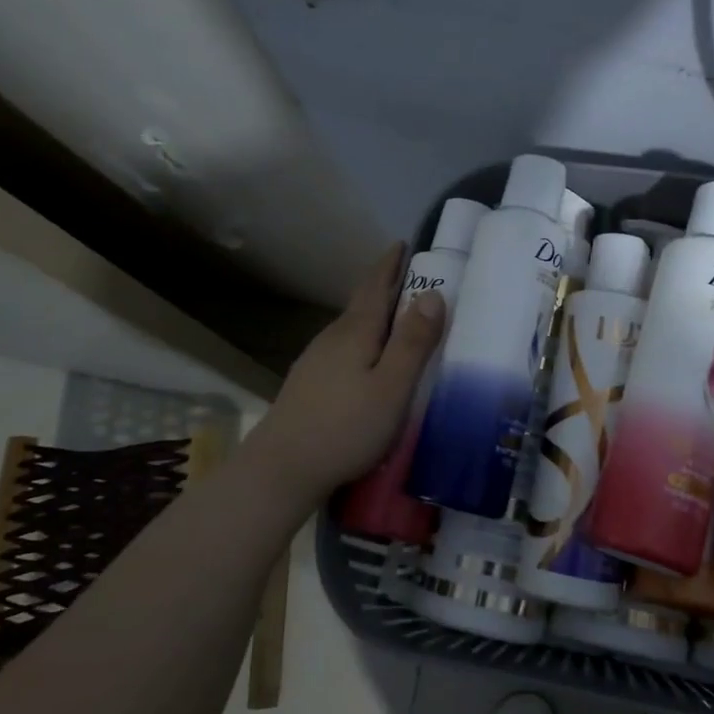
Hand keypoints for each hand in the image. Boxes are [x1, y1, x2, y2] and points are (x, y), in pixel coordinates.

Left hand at [250, 242, 446, 498]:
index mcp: (355, 331)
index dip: (390, 264)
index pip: (375, 285)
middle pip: (362, 304)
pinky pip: (344, 350)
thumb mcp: (392, 387)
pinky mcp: (309, 384)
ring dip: (375, 316)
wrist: (280, 469)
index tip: (403, 244)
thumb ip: (413, 342)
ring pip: (352, 329)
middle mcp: (332, 338)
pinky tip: (369, 363)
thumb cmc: (345, 427)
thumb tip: (433, 294)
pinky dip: (364, 342)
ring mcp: (316, 361)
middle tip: (413, 279)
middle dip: (385, 287)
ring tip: (398, 319)